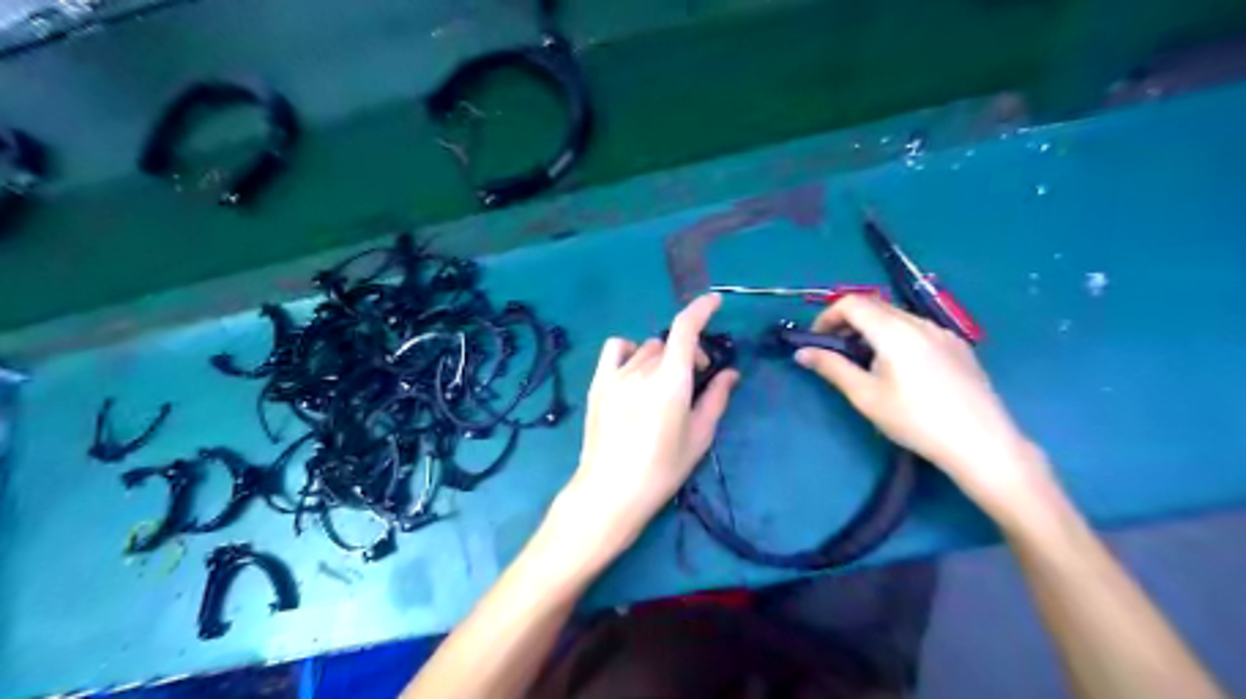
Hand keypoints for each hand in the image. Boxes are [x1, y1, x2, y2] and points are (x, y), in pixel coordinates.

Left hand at [547, 293, 737, 571]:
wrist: (612, 490)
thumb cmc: (663, 468)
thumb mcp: (699, 435)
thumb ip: (716, 398)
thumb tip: (731, 373)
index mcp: (671, 381)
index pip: (685, 329)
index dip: (701, 309)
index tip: (714, 302)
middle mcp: (643, 370)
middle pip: (669, 343)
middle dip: (687, 353)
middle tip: (694, 379)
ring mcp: (616, 375)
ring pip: (646, 348)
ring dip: (662, 357)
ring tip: (663, 382)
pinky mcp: (598, 384)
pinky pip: (615, 349)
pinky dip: (630, 351)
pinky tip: (635, 370)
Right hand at [799, 296, 1048, 517]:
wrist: (981, 443)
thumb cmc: (915, 421)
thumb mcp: (865, 396)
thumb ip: (832, 368)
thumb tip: (801, 353)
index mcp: (893, 331)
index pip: (852, 303)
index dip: (827, 316)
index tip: (817, 340)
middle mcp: (919, 322)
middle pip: (875, 305)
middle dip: (848, 322)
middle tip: (835, 351)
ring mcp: (943, 332)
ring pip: (897, 316)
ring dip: (872, 328)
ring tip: (866, 361)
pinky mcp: (958, 345)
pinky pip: (918, 328)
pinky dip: (897, 335)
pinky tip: (901, 367)